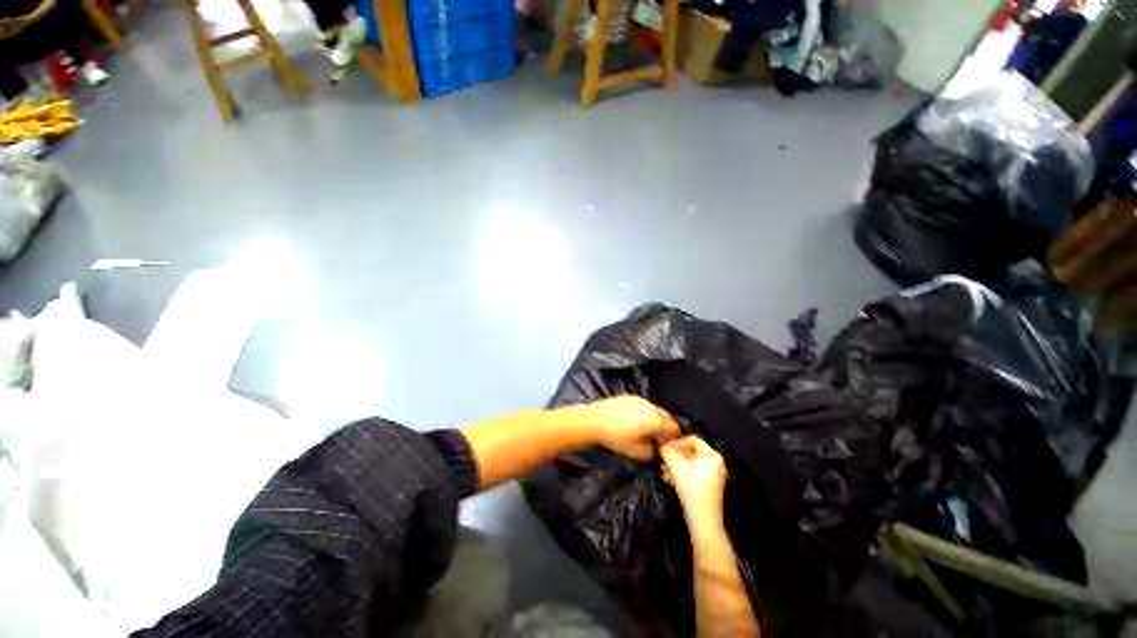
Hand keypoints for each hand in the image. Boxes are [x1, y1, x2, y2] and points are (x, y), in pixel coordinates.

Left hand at [575, 396, 680, 460]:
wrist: (594, 420)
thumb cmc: (616, 438)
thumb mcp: (637, 452)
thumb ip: (653, 452)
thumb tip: (658, 450)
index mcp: (656, 419)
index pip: (674, 429)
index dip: (674, 440)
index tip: (669, 448)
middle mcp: (650, 406)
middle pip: (666, 417)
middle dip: (666, 428)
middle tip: (660, 441)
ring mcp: (640, 399)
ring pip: (655, 410)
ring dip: (656, 420)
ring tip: (648, 432)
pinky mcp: (629, 397)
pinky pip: (644, 406)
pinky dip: (645, 414)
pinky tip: (636, 422)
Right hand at [660, 436, 727, 521]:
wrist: (703, 519)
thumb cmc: (692, 489)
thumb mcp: (675, 466)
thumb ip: (667, 452)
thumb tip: (661, 446)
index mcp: (712, 455)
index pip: (692, 439)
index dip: (677, 442)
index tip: (666, 449)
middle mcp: (716, 462)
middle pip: (691, 451)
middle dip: (674, 456)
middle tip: (663, 460)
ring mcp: (715, 475)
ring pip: (691, 463)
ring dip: (675, 465)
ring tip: (664, 471)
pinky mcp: (710, 486)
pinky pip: (694, 473)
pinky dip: (682, 474)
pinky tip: (670, 479)